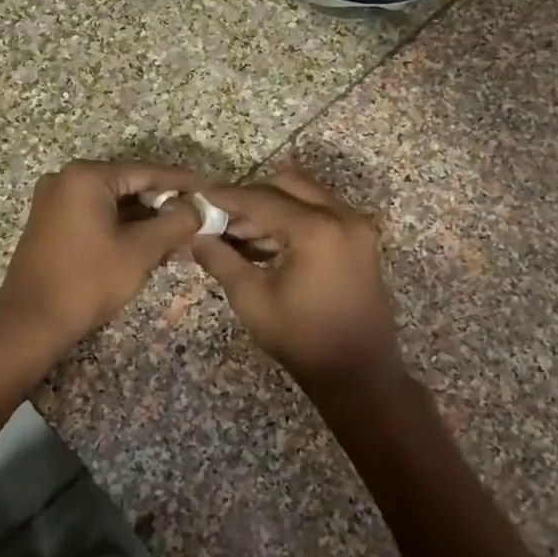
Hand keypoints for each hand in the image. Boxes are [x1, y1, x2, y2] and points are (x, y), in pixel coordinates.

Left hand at [0, 160, 203, 351]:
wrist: (30, 323)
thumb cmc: (87, 282)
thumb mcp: (140, 251)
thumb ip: (175, 223)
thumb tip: (195, 208)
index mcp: (86, 176)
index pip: (146, 172)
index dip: (182, 182)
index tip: (210, 190)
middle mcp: (66, 179)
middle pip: (129, 185)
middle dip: (164, 203)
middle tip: (198, 217)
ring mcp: (54, 201)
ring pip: (113, 203)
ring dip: (145, 219)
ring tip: (180, 234)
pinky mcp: (51, 223)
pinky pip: (95, 215)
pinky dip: (122, 227)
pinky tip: (150, 242)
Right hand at [190, 167, 405, 390]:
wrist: (358, 372)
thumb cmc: (301, 338)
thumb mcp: (252, 299)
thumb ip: (222, 260)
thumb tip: (196, 237)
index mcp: (316, 229)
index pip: (261, 199)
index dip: (227, 197)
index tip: (200, 196)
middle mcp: (342, 217)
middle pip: (288, 184)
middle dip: (252, 196)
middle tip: (222, 216)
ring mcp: (356, 227)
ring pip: (306, 196)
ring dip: (273, 207)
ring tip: (239, 235)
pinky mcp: (360, 240)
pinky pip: (321, 213)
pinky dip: (293, 219)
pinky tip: (267, 243)